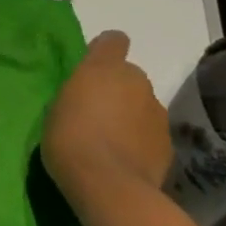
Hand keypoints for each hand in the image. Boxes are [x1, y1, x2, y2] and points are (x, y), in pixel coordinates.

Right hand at [40, 31, 171, 202]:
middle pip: (129, 76)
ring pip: (142, 105)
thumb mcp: (58, 107)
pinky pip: (150, 133)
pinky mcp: (168, 142)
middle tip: (96, 114)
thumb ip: (78, 93)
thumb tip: (89, 95)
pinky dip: (140, 141)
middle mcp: (137, 82)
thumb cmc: (70, 138)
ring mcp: (157, 112)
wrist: (108, 185)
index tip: (91, 71)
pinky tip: (124, 160)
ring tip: (110, 142)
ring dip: (130, 116)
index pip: (113, 41)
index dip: (104, 51)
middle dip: (117, 90)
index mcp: (104, 68)